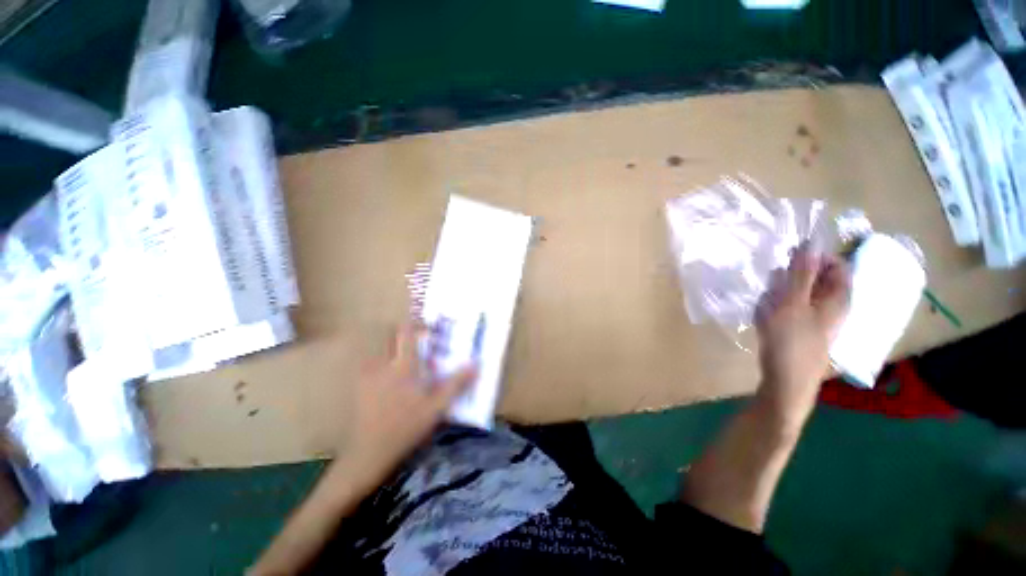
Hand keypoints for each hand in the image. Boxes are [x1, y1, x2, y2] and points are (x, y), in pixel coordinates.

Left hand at [343, 323, 476, 480]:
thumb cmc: (405, 428)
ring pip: (375, 346)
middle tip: (414, 339)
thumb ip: (456, 384)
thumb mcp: (437, 408)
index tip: (428, 326)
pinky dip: (378, 359)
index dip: (416, 322)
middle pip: (386, 334)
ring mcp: (367, 375)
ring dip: (388, 343)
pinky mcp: (359, 386)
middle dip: (399, 330)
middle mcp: (382, 364)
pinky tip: (388, 376)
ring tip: (402, 354)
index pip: (406, 332)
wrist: (368, 453)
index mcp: (403, 366)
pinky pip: (367, 362)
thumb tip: (475, 364)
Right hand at [755, 243, 850, 431]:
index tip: (788, 258)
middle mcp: (831, 306)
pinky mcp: (799, 329)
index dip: (814, 257)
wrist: (785, 381)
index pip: (836, 265)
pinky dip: (774, 308)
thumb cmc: (792, 340)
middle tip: (772, 286)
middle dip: (789, 278)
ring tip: (765, 305)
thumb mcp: (793, 302)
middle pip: (813, 279)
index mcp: (838, 298)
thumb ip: (801, 273)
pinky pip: (786, 309)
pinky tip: (763, 317)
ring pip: (795, 294)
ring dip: (777, 294)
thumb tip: (811, 242)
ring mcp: (814, 319)